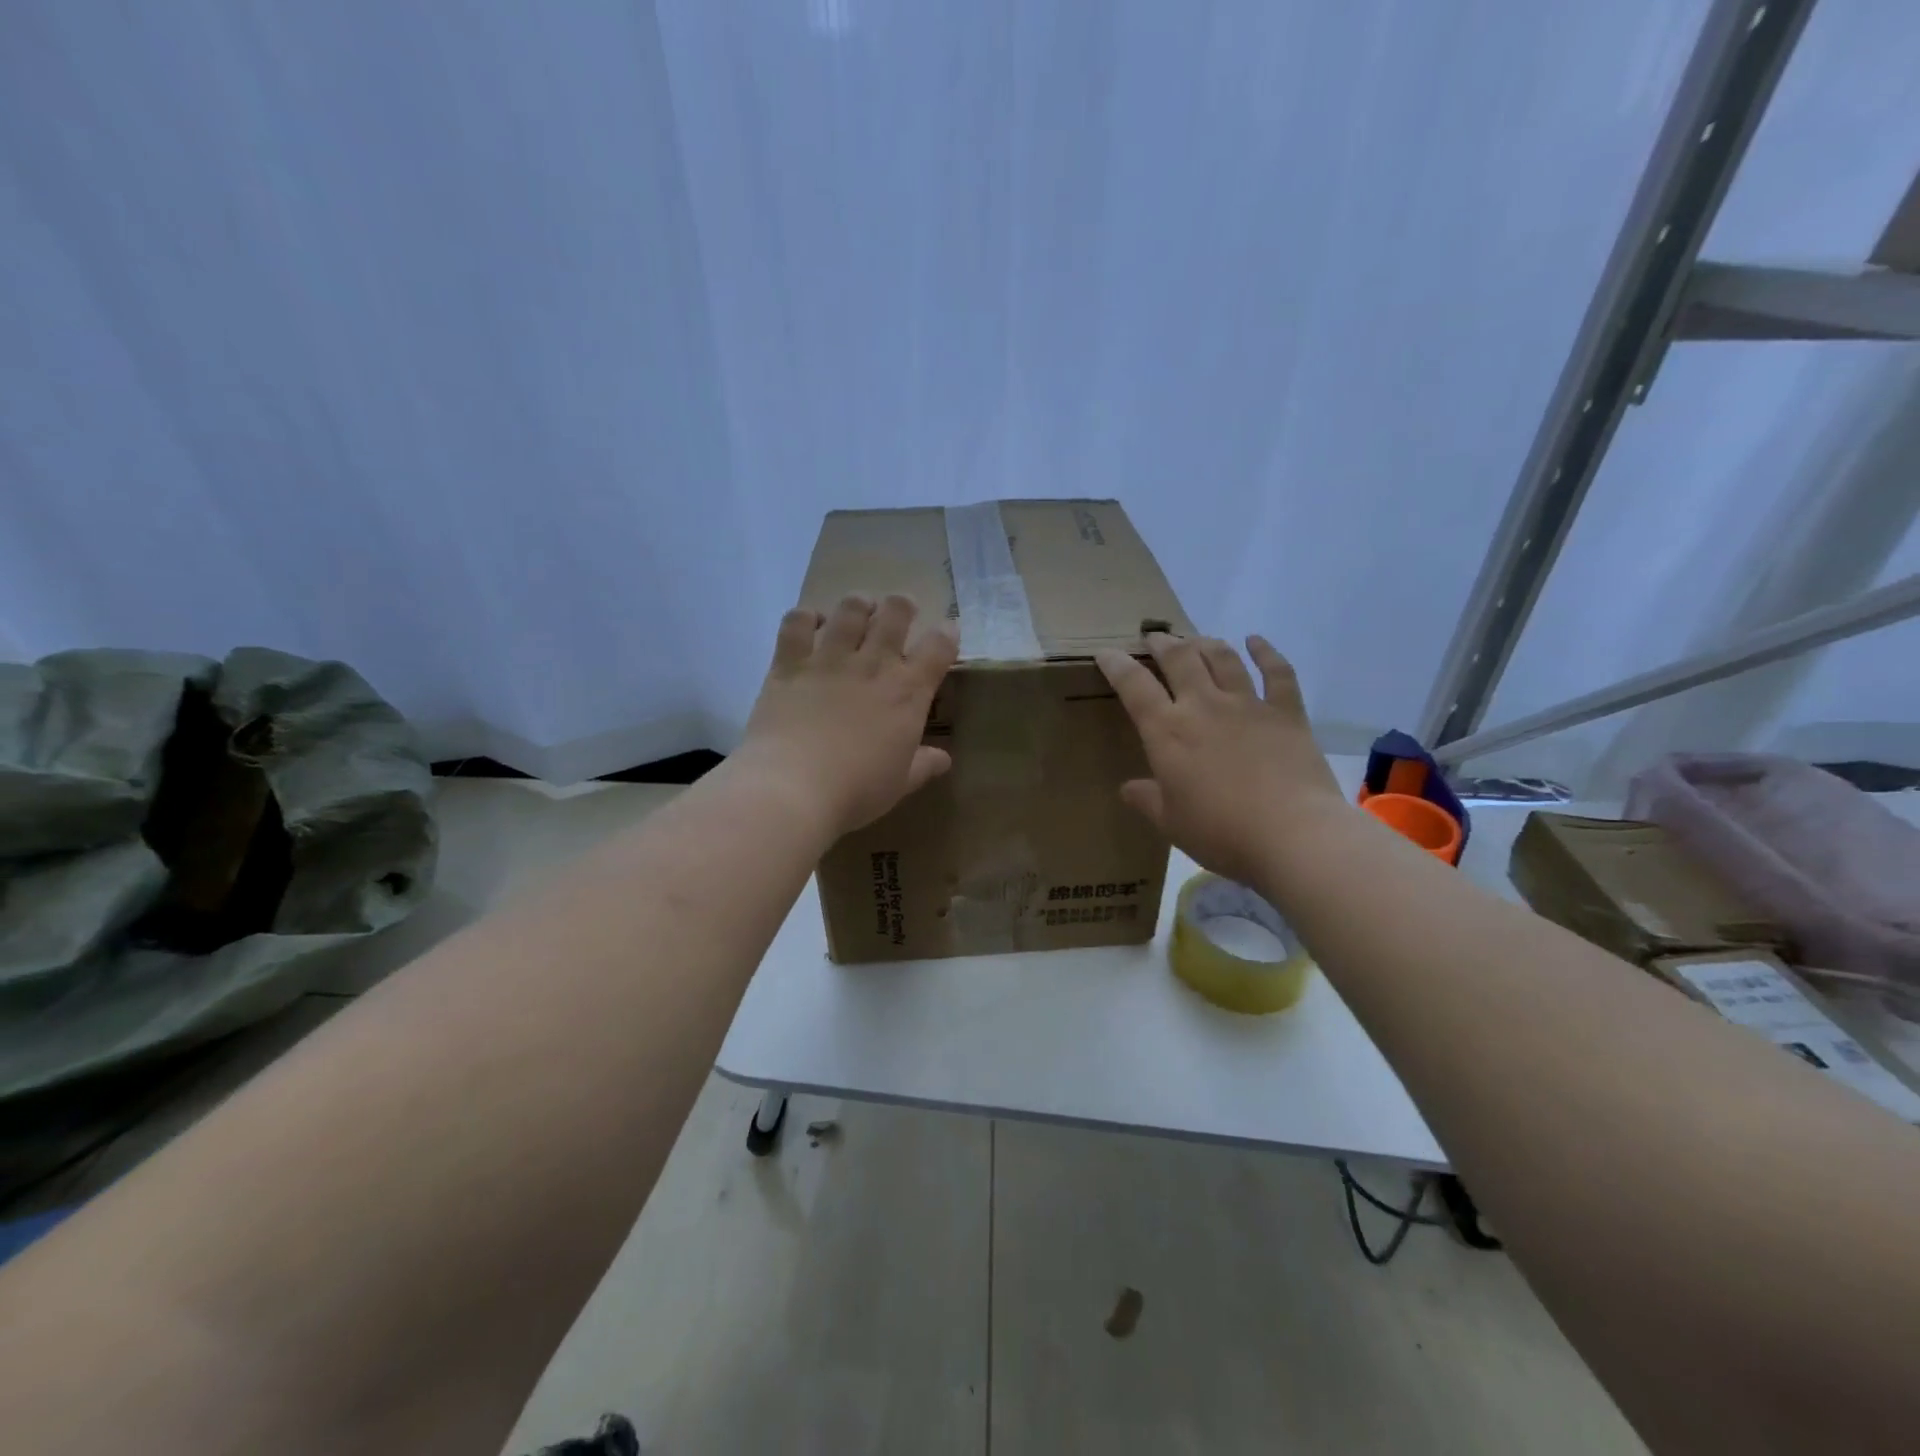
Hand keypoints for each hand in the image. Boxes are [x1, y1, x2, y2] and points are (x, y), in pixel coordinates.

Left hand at [736, 593, 958, 837]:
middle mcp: (874, 664)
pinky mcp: (790, 663)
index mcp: (908, 692)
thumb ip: (923, 766)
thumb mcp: (900, 783)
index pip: (938, 648)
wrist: (794, 787)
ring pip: (850, 609)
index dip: (947, 633)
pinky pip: (797, 623)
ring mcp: (830, 659)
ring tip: (860, 608)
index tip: (948, 631)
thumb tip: (944, 759)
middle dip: (903, 605)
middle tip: (901, 609)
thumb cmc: (857, 790)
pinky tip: (811, 622)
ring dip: (859, 603)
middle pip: (895, 612)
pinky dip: (806, 616)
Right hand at [1095, 633, 1346, 885]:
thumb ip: (1147, 800)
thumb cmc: (1221, 832)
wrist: (1293, 834)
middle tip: (1153, 639)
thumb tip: (1128, 788)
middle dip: (1162, 643)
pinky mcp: (1286, 712)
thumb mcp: (1171, 823)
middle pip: (1179, 658)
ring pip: (1222, 658)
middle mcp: (1203, 706)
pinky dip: (1266, 652)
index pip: (1134, 686)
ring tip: (1195, 640)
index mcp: (1167, 732)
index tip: (1107, 652)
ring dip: (1204, 643)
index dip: (1117, 665)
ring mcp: (1247, 704)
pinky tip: (1256, 641)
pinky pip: (1277, 672)